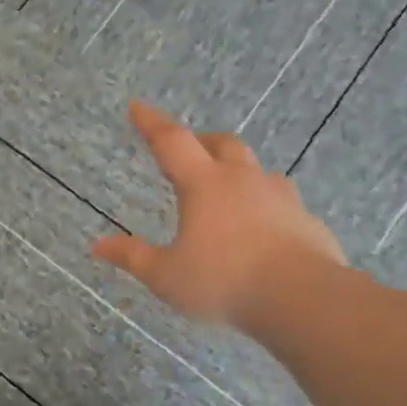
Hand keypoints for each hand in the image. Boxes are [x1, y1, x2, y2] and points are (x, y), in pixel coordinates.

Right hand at [93, 101, 346, 326]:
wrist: (305, 299)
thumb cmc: (224, 282)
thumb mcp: (167, 276)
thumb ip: (133, 257)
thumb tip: (98, 245)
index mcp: (204, 185)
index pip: (172, 141)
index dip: (151, 122)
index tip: (137, 106)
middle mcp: (243, 181)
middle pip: (223, 144)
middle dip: (203, 141)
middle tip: (191, 149)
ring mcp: (281, 199)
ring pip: (258, 171)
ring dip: (240, 173)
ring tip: (230, 192)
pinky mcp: (308, 222)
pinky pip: (284, 204)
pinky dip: (268, 208)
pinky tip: (265, 231)